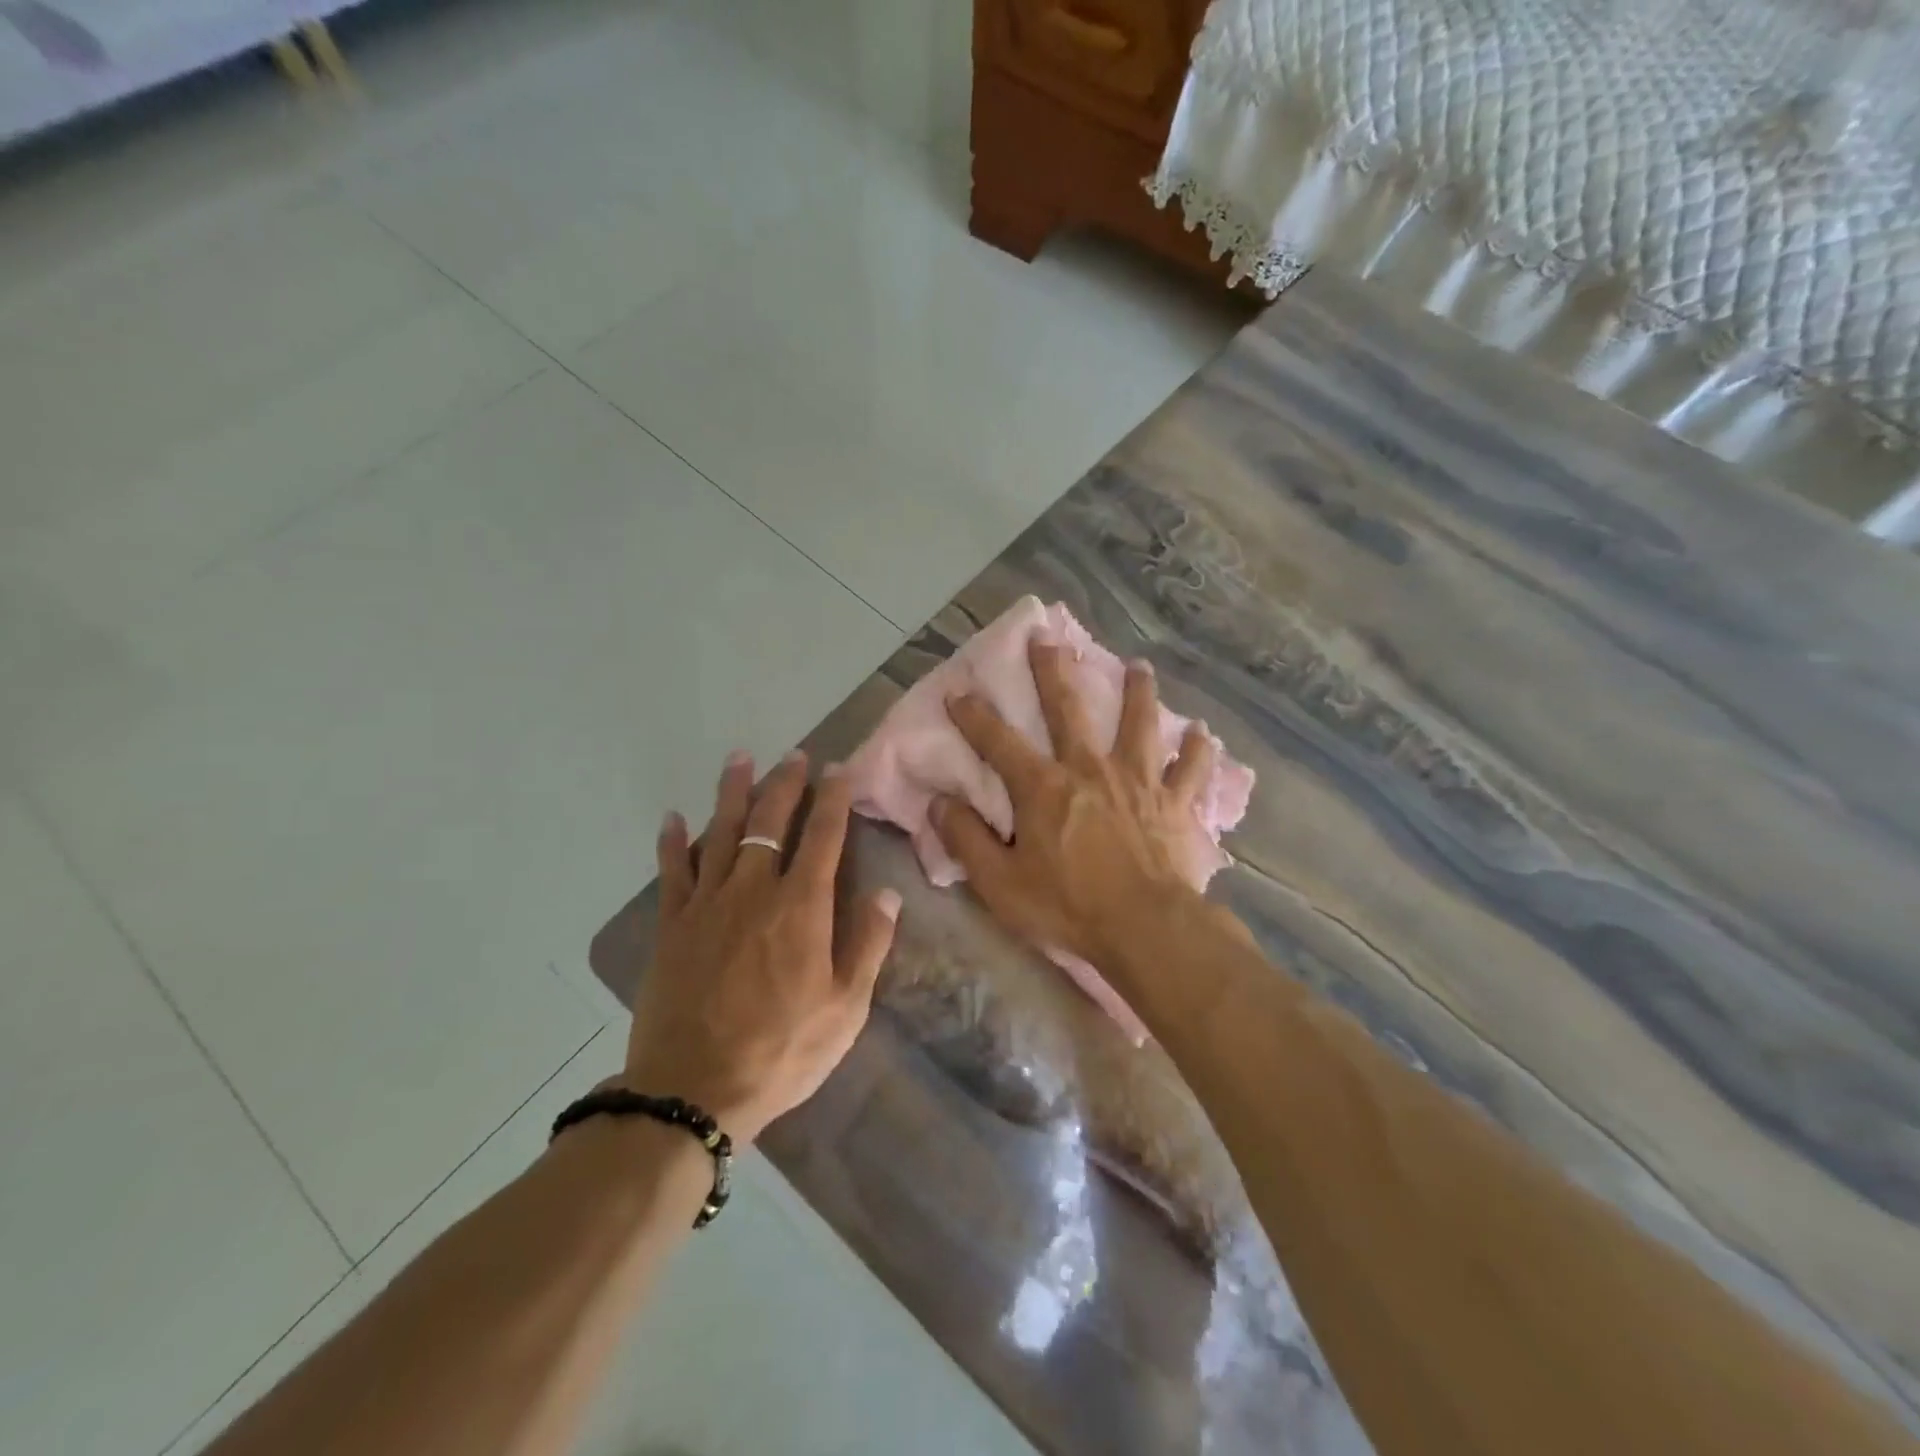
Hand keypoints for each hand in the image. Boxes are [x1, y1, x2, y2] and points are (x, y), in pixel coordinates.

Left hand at [625, 750, 899, 1144]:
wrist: (693, 1091)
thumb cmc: (781, 1051)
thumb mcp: (845, 1009)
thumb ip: (868, 945)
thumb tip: (887, 893)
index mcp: (801, 908)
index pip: (823, 836)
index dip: (833, 799)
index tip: (838, 770)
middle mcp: (754, 891)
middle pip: (770, 822)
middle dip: (785, 784)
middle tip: (794, 756)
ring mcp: (707, 904)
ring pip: (721, 833)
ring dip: (732, 792)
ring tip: (740, 758)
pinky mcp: (672, 926)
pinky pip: (672, 871)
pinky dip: (672, 842)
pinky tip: (674, 818)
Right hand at [932, 641, 1216, 968]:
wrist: (1146, 929)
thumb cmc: (1068, 907)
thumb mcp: (1000, 883)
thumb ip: (967, 839)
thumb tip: (939, 803)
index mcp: (1043, 787)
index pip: (998, 742)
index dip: (974, 715)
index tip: (958, 690)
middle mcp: (1090, 769)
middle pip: (1069, 708)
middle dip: (1053, 671)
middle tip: (1047, 637)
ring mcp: (1138, 781)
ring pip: (1139, 724)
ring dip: (1138, 692)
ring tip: (1139, 667)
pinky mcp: (1174, 803)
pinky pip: (1190, 770)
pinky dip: (1197, 751)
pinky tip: (1203, 734)